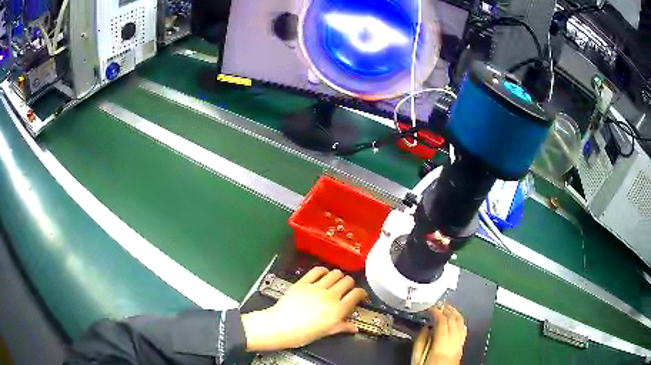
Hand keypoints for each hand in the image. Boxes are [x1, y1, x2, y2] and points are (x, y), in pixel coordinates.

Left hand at [241, 267, 367, 351]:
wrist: (279, 327)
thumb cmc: (302, 334)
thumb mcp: (325, 333)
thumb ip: (342, 327)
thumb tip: (354, 328)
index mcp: (337, 310)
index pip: (357, 294)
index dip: (362, 293)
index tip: (360, 296)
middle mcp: (329, 296)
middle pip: (348, 281)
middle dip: (350, 284)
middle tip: (347, 290)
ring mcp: (316, 287)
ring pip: (335, 273)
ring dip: (338, 276)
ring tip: (336, 282)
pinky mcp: (303, 282)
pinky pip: (317, 271)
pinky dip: (323, 271)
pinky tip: (323, 275)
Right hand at [411, 304, 466, 364]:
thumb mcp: (416, 360)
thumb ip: (420, 342)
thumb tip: (426, 327)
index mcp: (441, 345)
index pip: (442, 321)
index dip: (436, 311)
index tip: (429, 307)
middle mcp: (454, 342)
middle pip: (454, 320)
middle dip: (446, 309)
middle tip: (437, 304)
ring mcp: (460, 344)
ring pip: (461, 322)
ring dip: (454, 313)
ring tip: (446, 307)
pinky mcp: (462, 347)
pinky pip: (464, 330)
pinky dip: (460, 321)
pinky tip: (456, 319)